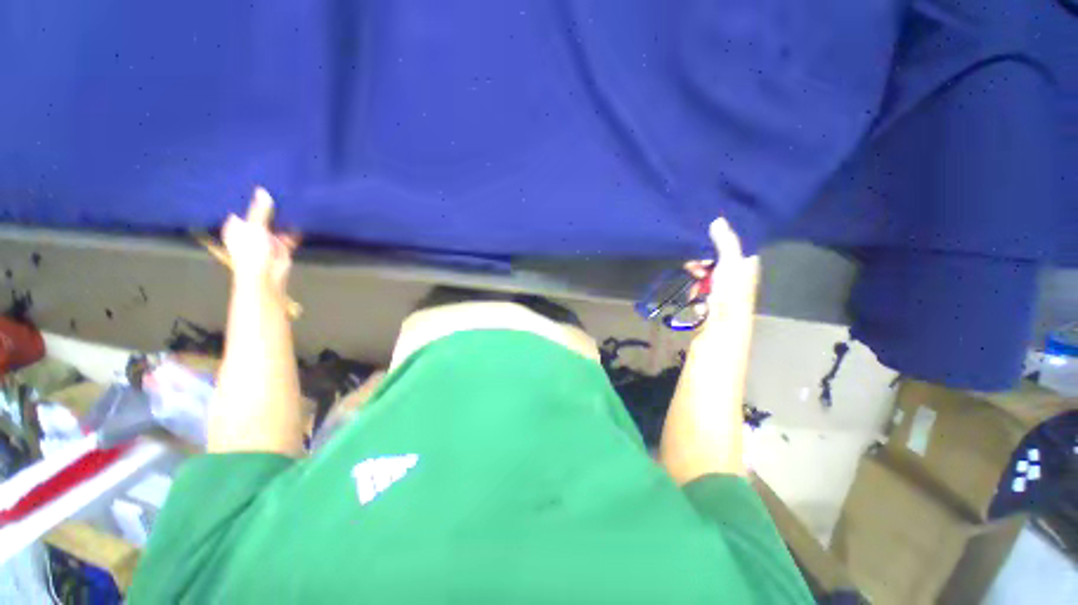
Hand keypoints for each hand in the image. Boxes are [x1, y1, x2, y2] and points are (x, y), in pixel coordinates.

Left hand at [222, 187, 298, 294]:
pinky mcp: (281, 247)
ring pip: (275, 225)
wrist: (265, 276)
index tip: (255, 183)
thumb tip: (262, 190)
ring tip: (291, 200)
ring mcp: (266, 240)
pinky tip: (302, 219)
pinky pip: (289, 235)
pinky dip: (295, 229)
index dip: (247, 198)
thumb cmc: (251, 252)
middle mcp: (251, 232)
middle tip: (277, 188)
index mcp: (237, 227)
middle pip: (260, 216)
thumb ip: (260, 211)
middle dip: (267, 207)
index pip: (241, 209)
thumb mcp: (255, 227)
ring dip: (282, 218)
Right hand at [685, 217, 759, 331]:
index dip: (719, 241)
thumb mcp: (730, 263)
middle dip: (703, 260)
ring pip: (704, 272)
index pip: (733, 245)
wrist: (722, 329)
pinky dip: (695, 289)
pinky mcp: (709, 300)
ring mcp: (722, 289)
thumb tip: (718, 219)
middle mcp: (736, 275)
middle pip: (715, 258)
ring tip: (695, 281)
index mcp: (746, 264)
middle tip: (695, 264)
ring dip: (697, 275)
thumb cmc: (730, 294)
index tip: (705, 238)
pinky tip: (695, 295)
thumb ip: (725, 242)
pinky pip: (698, 287)